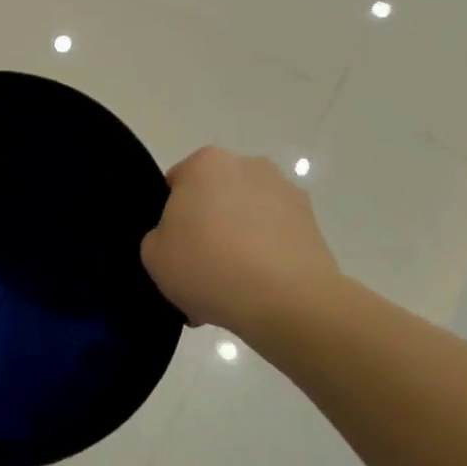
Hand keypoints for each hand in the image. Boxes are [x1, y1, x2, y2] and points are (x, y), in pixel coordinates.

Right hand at [140, 148, 346, 350]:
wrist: (287, 302)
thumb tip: (182, 239)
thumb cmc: (209, 266)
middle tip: (200, 270)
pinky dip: (266, 259)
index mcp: (206, 163)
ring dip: (238, 243)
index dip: (171, 218)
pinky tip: (257, 294)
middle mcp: (249, 166)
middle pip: (215, 198)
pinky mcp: (313, 225)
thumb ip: (158, 236)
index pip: (177, 185)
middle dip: (208, 227)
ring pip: (247, 218)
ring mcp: (287, 193)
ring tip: (231, 289)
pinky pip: (275, 239)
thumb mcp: (153, 254)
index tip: (174, 248)